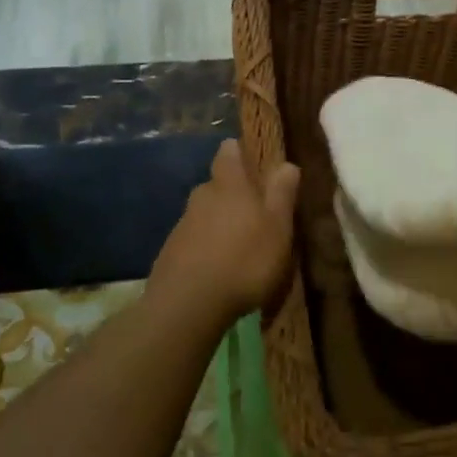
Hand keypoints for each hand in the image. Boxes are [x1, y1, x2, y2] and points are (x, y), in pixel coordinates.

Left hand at [148, 138, 300, 327]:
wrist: (188, 305)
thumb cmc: (245, 260)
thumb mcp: (278, 227)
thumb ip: (282, 193)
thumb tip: (286, 163)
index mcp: (230, 184)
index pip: (229, 152)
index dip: (239, 152)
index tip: (252, 161)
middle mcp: (202, 196)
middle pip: (217, 184)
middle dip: (232, 193)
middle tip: (254, 212)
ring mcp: (182, 224)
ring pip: (204, 213)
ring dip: (219, 223)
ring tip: (238, 245)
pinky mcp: (170, 253)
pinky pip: (193, 240)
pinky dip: (205, 247)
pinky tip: (217, 268)